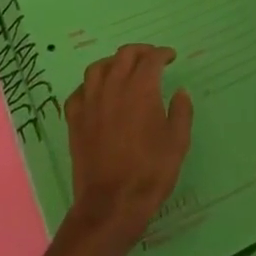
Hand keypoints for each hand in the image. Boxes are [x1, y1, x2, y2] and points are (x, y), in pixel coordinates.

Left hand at [63, 45, 193, 249]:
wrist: (111, 204)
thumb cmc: (150, 172)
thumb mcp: (178, 142)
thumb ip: (181, 112)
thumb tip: (180, 92)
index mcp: (141, 89)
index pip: (151, 59)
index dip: (163, 54)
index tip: (171, 57)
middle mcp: (113, 87)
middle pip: (124, 55)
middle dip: (140, 52)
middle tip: (151, 58)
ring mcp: (90, 103)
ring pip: (97, 68)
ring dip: (113, 63)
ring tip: (123, 69)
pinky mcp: (74, 120)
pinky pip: (79, 92)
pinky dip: (90, 86)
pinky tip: (97, 94)